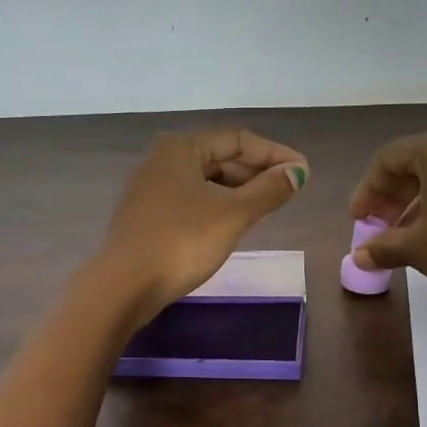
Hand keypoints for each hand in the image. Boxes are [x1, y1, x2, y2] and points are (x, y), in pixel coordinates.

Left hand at [94, 130, 308, 325]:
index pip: (238, 140)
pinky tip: (233, 222)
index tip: (304, 173)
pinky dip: (218, 204)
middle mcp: (163, 160)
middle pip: (220, 157)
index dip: (275, 154)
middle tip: (289, 190)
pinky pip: (192, 199)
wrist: (123, 286)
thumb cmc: (180, 243)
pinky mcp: (147, 216)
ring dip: (239, 189)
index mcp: (181, 148)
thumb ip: (268, 191)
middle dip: (257, 171)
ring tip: (267, 206)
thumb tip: (298, 172)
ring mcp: (151, 189)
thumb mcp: (232, 215)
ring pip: (206, 180)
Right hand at [348, 127, 426, 309]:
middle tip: (376, 228)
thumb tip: (359, 256)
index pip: (387, 159)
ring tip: (401, 237)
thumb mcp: (419, 249)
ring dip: (413, 202)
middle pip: (412, 162)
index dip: (366, 190)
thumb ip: (383, 247)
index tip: (358, 221)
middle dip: (389, 196)